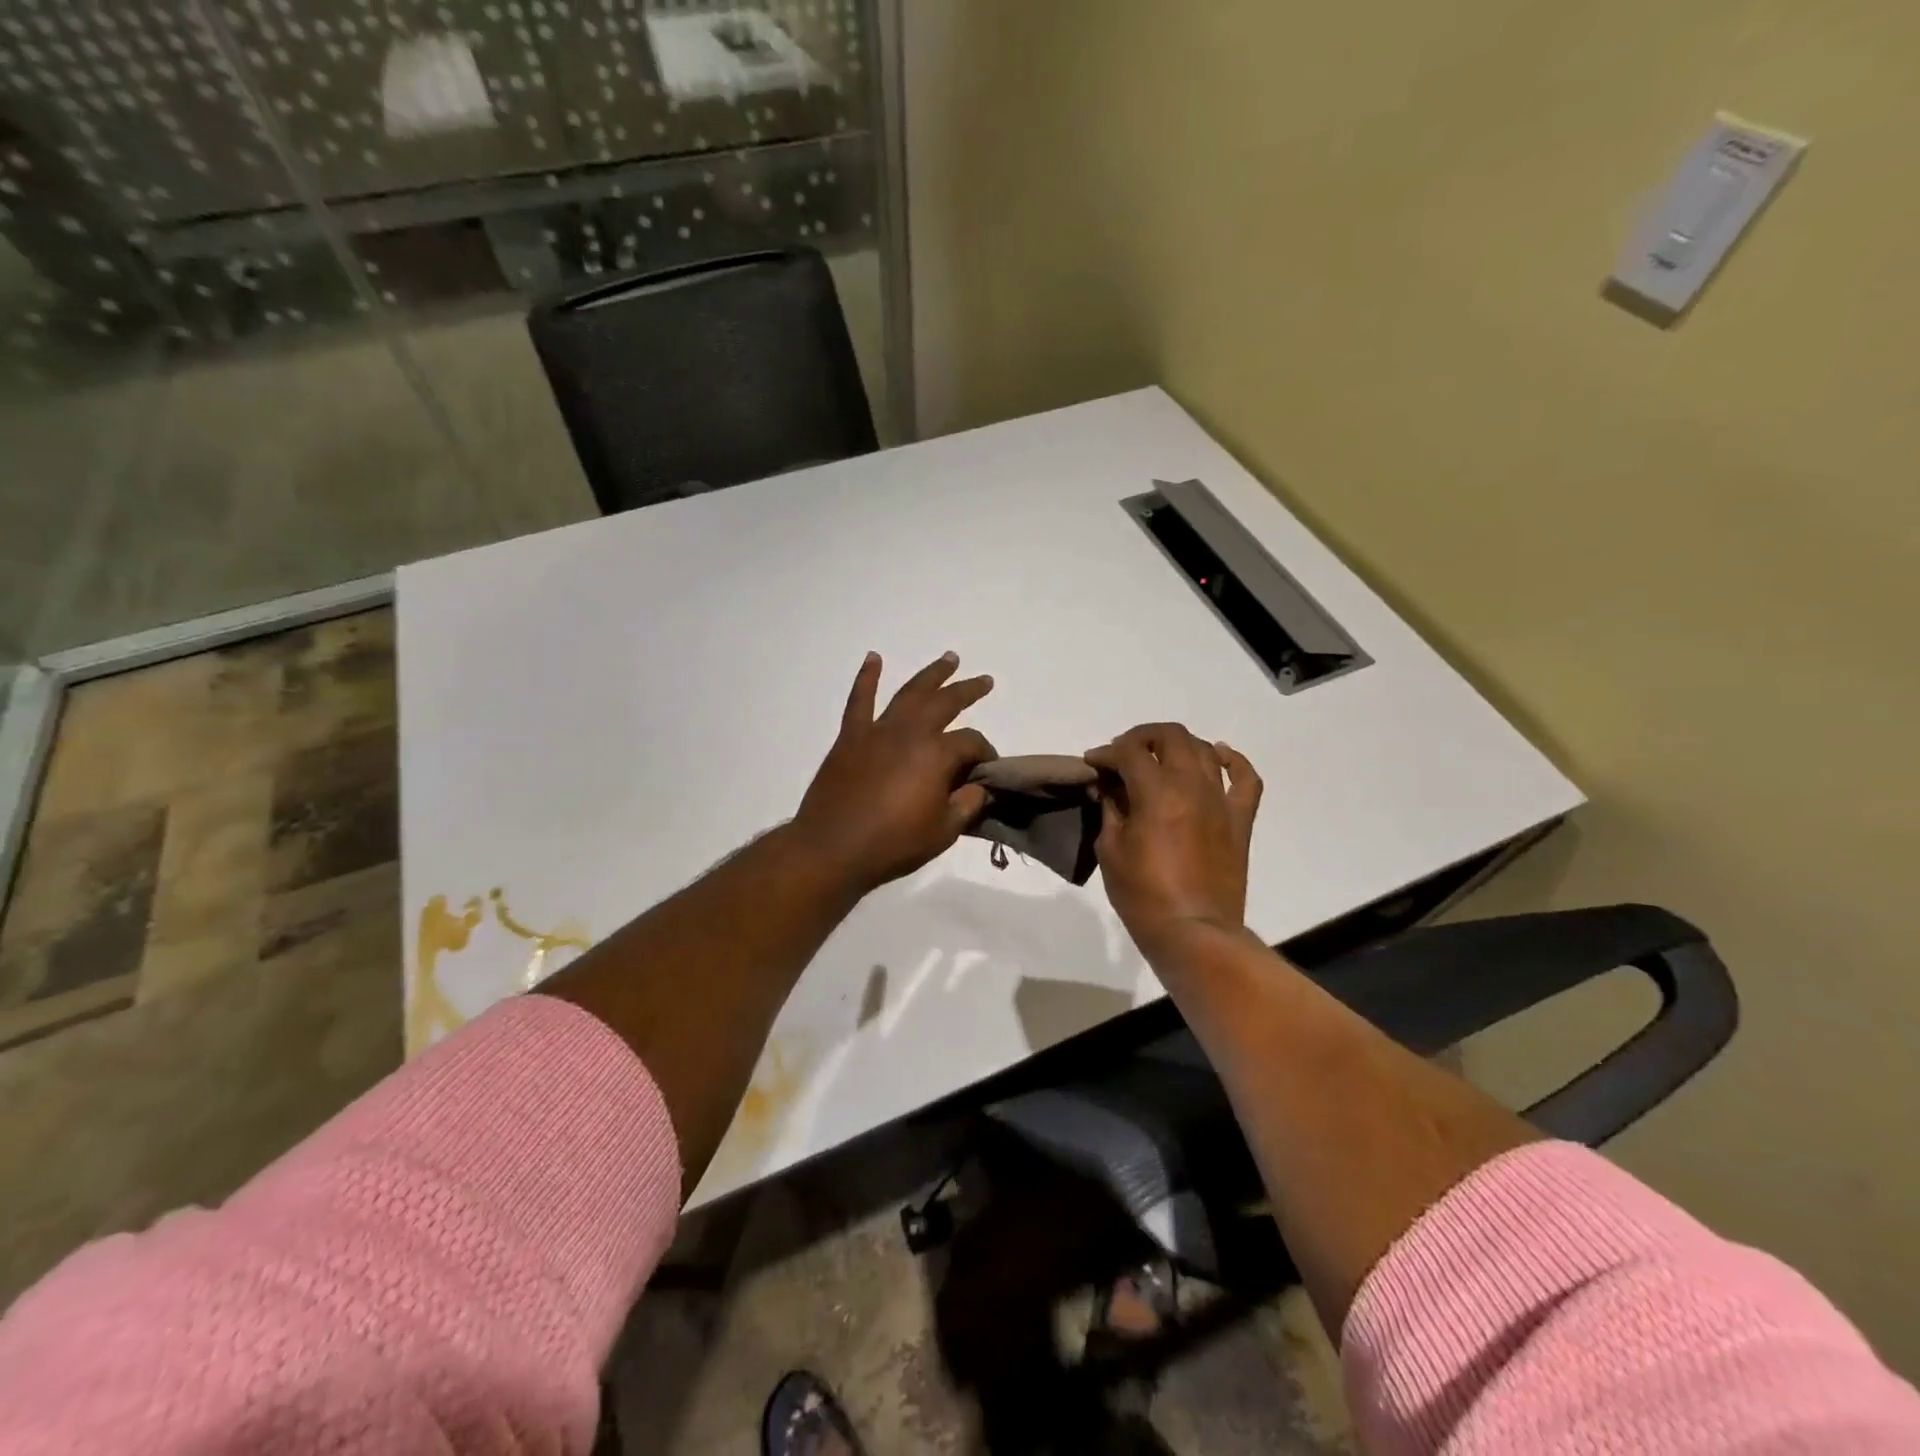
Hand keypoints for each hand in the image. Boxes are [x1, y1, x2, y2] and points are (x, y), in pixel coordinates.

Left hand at [792, 652, 997, 892]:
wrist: (833, 849)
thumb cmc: (893, 844)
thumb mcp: (943, 831)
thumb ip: (967, 804)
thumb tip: (979, 787)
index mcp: (937, 754)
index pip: (971, 742)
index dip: (985, 753)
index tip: (988, 770)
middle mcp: (910, 732)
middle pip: (945, 702)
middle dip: (968, 691)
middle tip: (984, 681)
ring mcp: (878, 731)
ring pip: (909, 693)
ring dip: (931, 674)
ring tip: (949, 659)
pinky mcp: (850, 737)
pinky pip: (860, 700)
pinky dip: (867, 678)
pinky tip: (874, 659)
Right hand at [1085, 723, 1262, 962]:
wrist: (1193, 931)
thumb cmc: (1143, 894)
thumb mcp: (1110, 849)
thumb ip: (1111, 810)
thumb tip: (1110, 788)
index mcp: (1156, 792)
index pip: (1128, 752)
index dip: (1106, 753)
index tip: (1093, 763)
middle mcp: (1192, 785)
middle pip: (1170, 736)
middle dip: (1142, 737)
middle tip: (1124, 754)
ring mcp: (1221, 800)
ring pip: (1204, 749)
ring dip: (1178, 745)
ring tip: (1160, 758)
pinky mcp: (1240, 819)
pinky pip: (1246, 778)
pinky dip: (1233, 760)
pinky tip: (1219, 756)